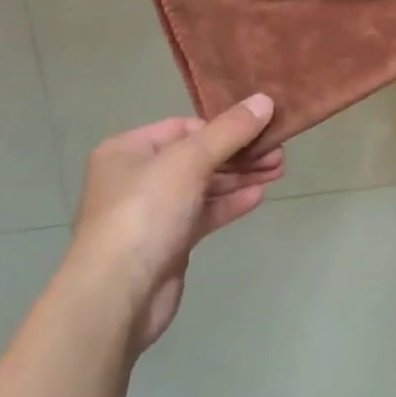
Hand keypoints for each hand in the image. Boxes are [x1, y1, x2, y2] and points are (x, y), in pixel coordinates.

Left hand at [66, 95, 284, 350]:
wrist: (117, 296)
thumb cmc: (145, 213)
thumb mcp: (189, 161)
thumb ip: (229, 131)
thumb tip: (264, 100)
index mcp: (129, 150)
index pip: (184, 127)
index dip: (222, 126)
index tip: (260, 127)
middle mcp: (137, 177)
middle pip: (197, 156)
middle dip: (239, 153)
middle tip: (278, 151)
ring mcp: (153, 212)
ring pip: (204, 186)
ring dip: (240, 177)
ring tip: (279, 169)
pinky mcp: (168, 242)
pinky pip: (204, 214)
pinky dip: (230, 204)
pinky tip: (259, 196)